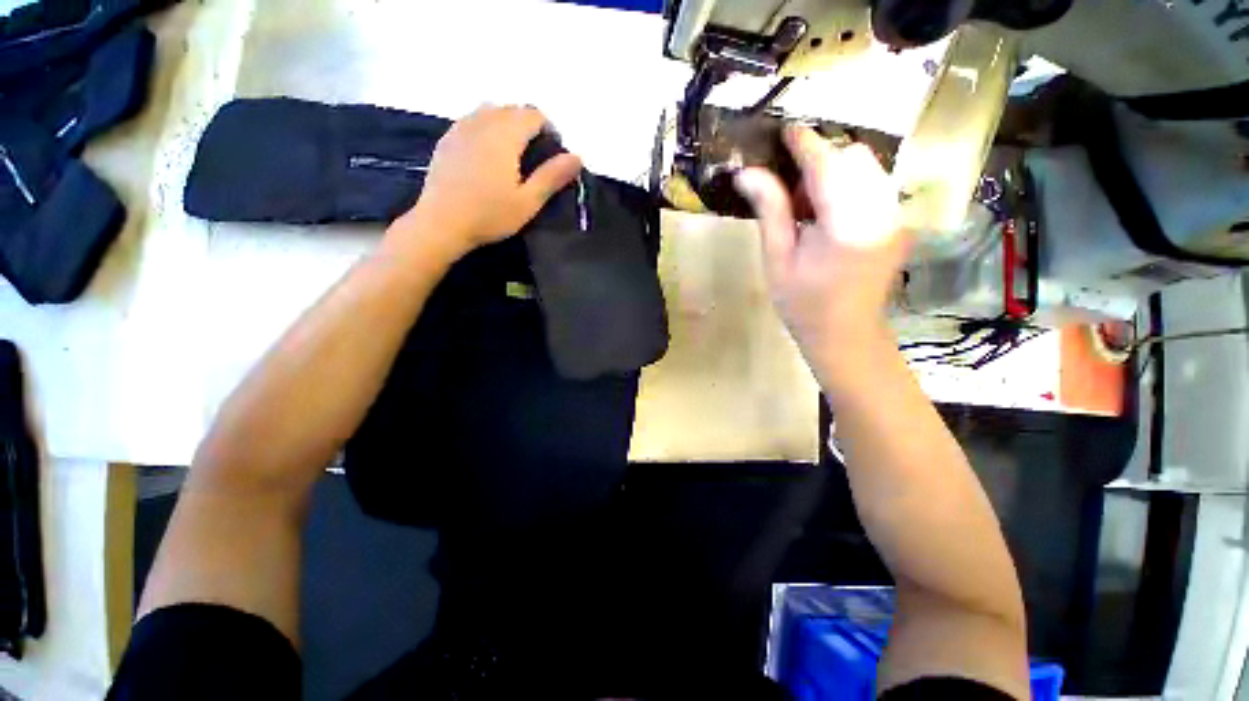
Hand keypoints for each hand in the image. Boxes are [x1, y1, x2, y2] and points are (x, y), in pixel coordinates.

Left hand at [391, 105, 582, 258]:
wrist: (442, 223)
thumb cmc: (490, 215)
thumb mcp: (528, 201)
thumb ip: (552, 176)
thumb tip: (577, 157)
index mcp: (505, 135)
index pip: (533, 114)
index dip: (548, 129)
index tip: (552, 153)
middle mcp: (483, 122)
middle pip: (512, 109)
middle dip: (528, 125)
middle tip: (534, 157)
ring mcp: (461, 128)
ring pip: (490, 110)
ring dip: (506, 123)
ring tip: (512, 153)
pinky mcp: (447, 139)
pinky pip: (471, 120)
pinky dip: (486, 127)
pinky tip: (487, 153)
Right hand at [734, 126, 908, 356]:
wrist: (846, 333)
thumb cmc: (803, 303)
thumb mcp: (777, 260)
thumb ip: (770, 211)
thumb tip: (747, 173)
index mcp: (846, 225)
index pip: (827, 165)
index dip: (805, 143)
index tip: (784, 130)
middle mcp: (882, 211)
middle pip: (854, 157)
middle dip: (821, 160)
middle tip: (792, 190)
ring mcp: (897, 215)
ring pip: (868, 166)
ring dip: (835, 172)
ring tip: (809, 207)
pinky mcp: (900, 219)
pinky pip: (876, 183)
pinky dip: (850, 184)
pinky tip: (829, 214)